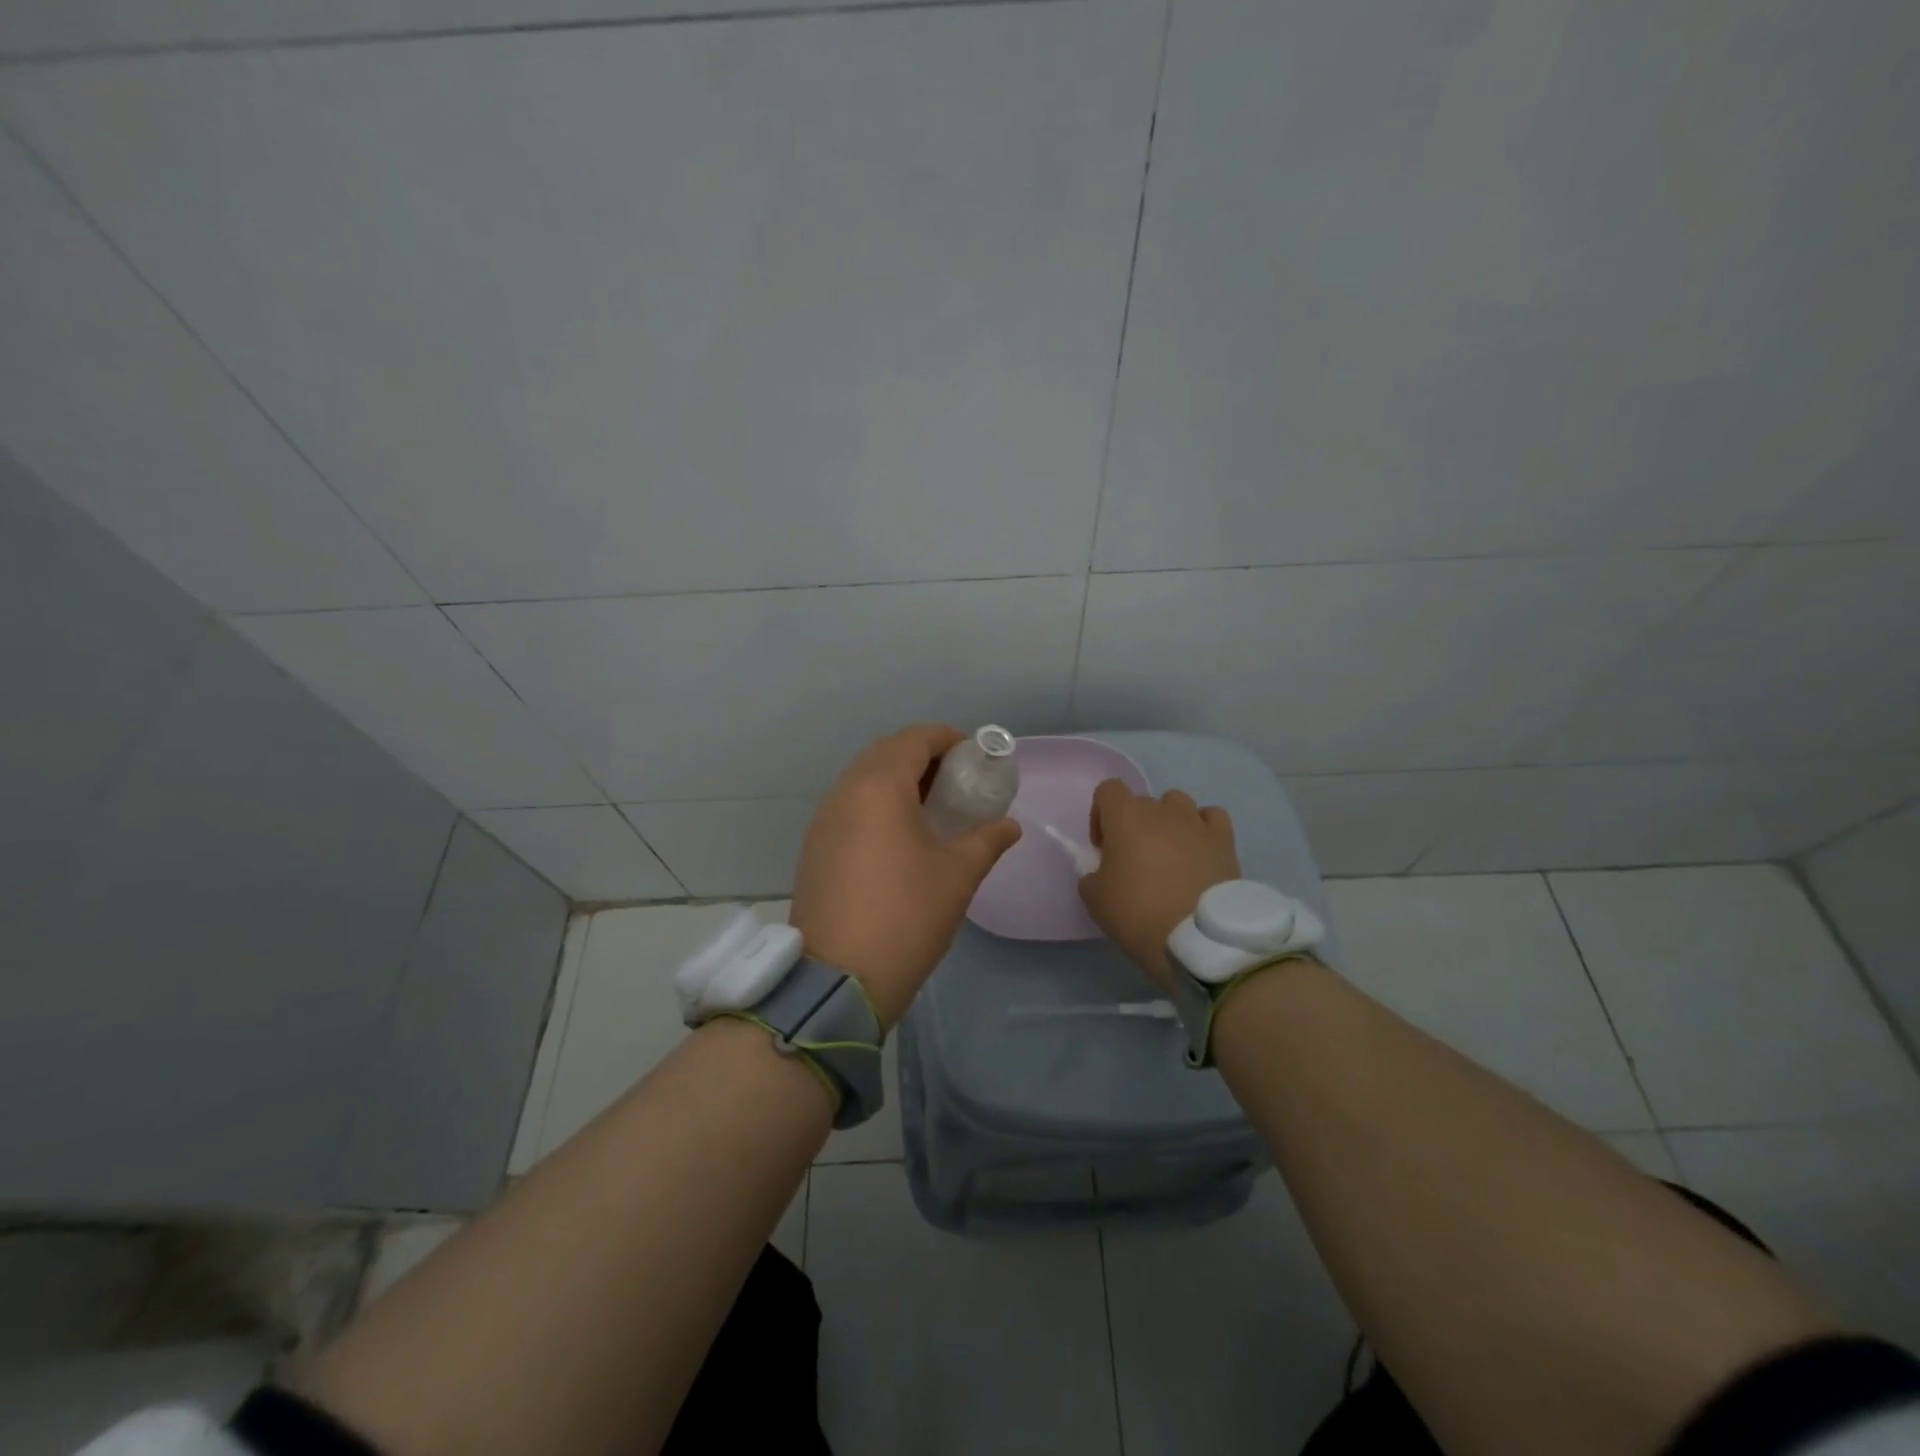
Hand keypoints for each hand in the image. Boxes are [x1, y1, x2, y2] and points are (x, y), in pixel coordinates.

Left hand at [790, 724, 1021, 1028]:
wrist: (839, 978)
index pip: (915, 739)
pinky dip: (877, 805)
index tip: (974, 758)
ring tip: (932, 810)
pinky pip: (850, 806)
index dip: (948, 739)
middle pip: (886, 753)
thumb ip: (987, 840)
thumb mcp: (958, 875)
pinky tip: (899, 838)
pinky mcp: (815, 847)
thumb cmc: (907, 915)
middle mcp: (845, 792)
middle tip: (957, 784)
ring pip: (864, 779)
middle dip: (923, 758)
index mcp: (880, 786)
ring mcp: (824, 820)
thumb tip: (1008, 826)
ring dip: (898, 781)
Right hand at [1078, 779, 1240, 986]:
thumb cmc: (1138, 913)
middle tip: (1135, 861)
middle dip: (1135, 825)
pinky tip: (1200, 850)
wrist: (1199, 937)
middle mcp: (1162, 810)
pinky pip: (1211, 817)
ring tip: (1170, 855)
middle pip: (1143, 802)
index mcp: (1126, 816)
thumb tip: (1103, 871)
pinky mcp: (1225, 840)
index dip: (1101, 815)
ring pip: (1178, 804)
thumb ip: (1092, 875)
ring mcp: (1197, 822)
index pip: (1108, 790)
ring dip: (1169, 822)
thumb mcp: (1095, 899)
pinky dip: (1203, 828)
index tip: (1104, 847)